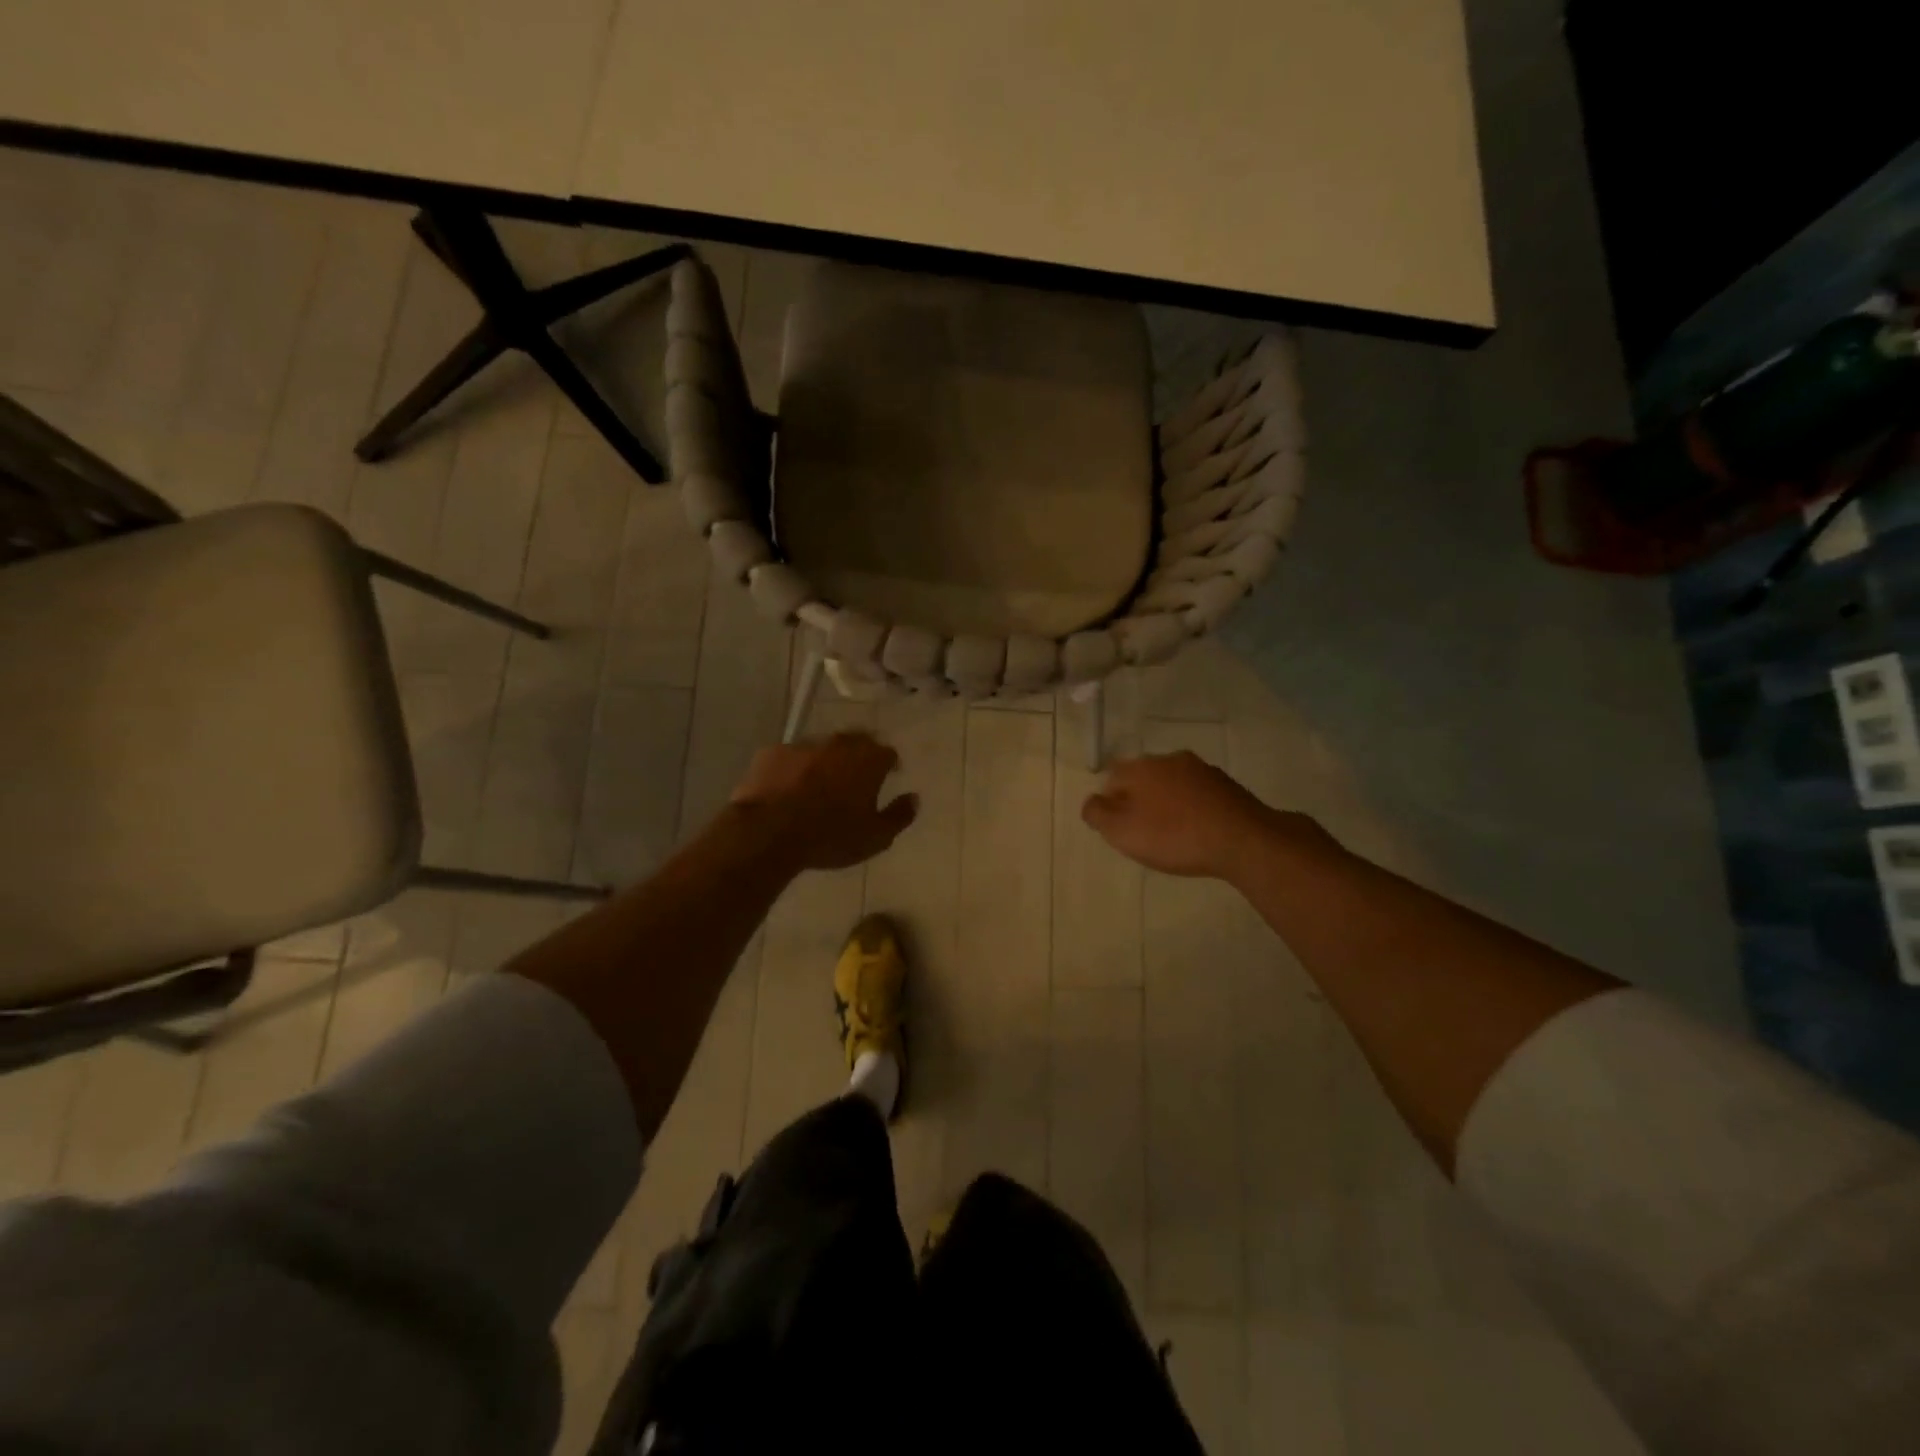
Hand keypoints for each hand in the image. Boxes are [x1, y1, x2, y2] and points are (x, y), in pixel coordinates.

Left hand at [730, 732, 917, 870]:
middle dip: (860, 756)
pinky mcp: (772, 752)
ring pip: (822, 748)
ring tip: (820, 784)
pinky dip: (794, 769)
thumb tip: (914, 798)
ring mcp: (803, 745)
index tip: (888, 776)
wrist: (768, 832)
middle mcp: (838, 743)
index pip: (888, 753)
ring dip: (826, 761)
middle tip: (856, 778)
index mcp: (868, 759)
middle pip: (856, 742)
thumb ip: (899, 816)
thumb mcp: (876, 837)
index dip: (890, 765)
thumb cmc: (831, 836)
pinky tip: (788, 788)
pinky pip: (790, 757)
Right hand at [1082, 752, 1287, 878]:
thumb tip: (1091, 802)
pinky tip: (1197, 830)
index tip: (1116, 826)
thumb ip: (1097, 814)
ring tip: (1171, 832)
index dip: (1109, 801)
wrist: (1243, 840)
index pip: (1111, 775)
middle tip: (1141, 830)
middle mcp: (1168, 759)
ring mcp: (1201, 769)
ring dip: (1166, 802)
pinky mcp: (1226, 784)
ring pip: (1171, 783)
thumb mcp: (1122, 832)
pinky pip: (1197, 793)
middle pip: (1142, 777)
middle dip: (1138, 798)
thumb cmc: (1174, 836)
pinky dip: (1191, 807)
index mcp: (1140, 767)